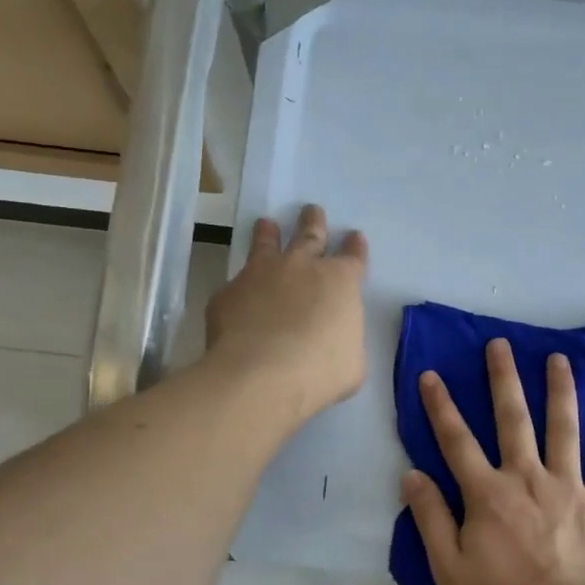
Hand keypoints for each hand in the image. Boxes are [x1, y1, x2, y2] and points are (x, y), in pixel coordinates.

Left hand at [205, 205, 368, 423]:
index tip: (355, 236)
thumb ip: (344, 340)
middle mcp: (302, 267)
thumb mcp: (352, 361)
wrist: (262, 375)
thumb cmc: (320, 372)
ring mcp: (262, 274)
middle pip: (310, 235)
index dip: (355, 248)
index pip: (353, 258)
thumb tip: (335, 339)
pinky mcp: (229, 292)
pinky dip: (240, 285)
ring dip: (268, 233)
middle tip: (312, 209)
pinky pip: (236, 283)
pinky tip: (236, 293)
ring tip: (266, 224)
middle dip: (313, 221)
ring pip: (267, 243)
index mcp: (340, 283)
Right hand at [402, 337, 584, 584]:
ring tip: (559, 359)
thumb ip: (430, 518)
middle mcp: (527, 477)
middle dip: (503, 379)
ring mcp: (568, 486)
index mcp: (488, 493)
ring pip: (564, 428)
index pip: (456, 441)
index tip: (431, 374)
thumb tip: (412, 475)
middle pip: (513, 419)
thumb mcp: (449, 569)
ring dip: (560, 391)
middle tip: (499, 344)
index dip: (440, 406)